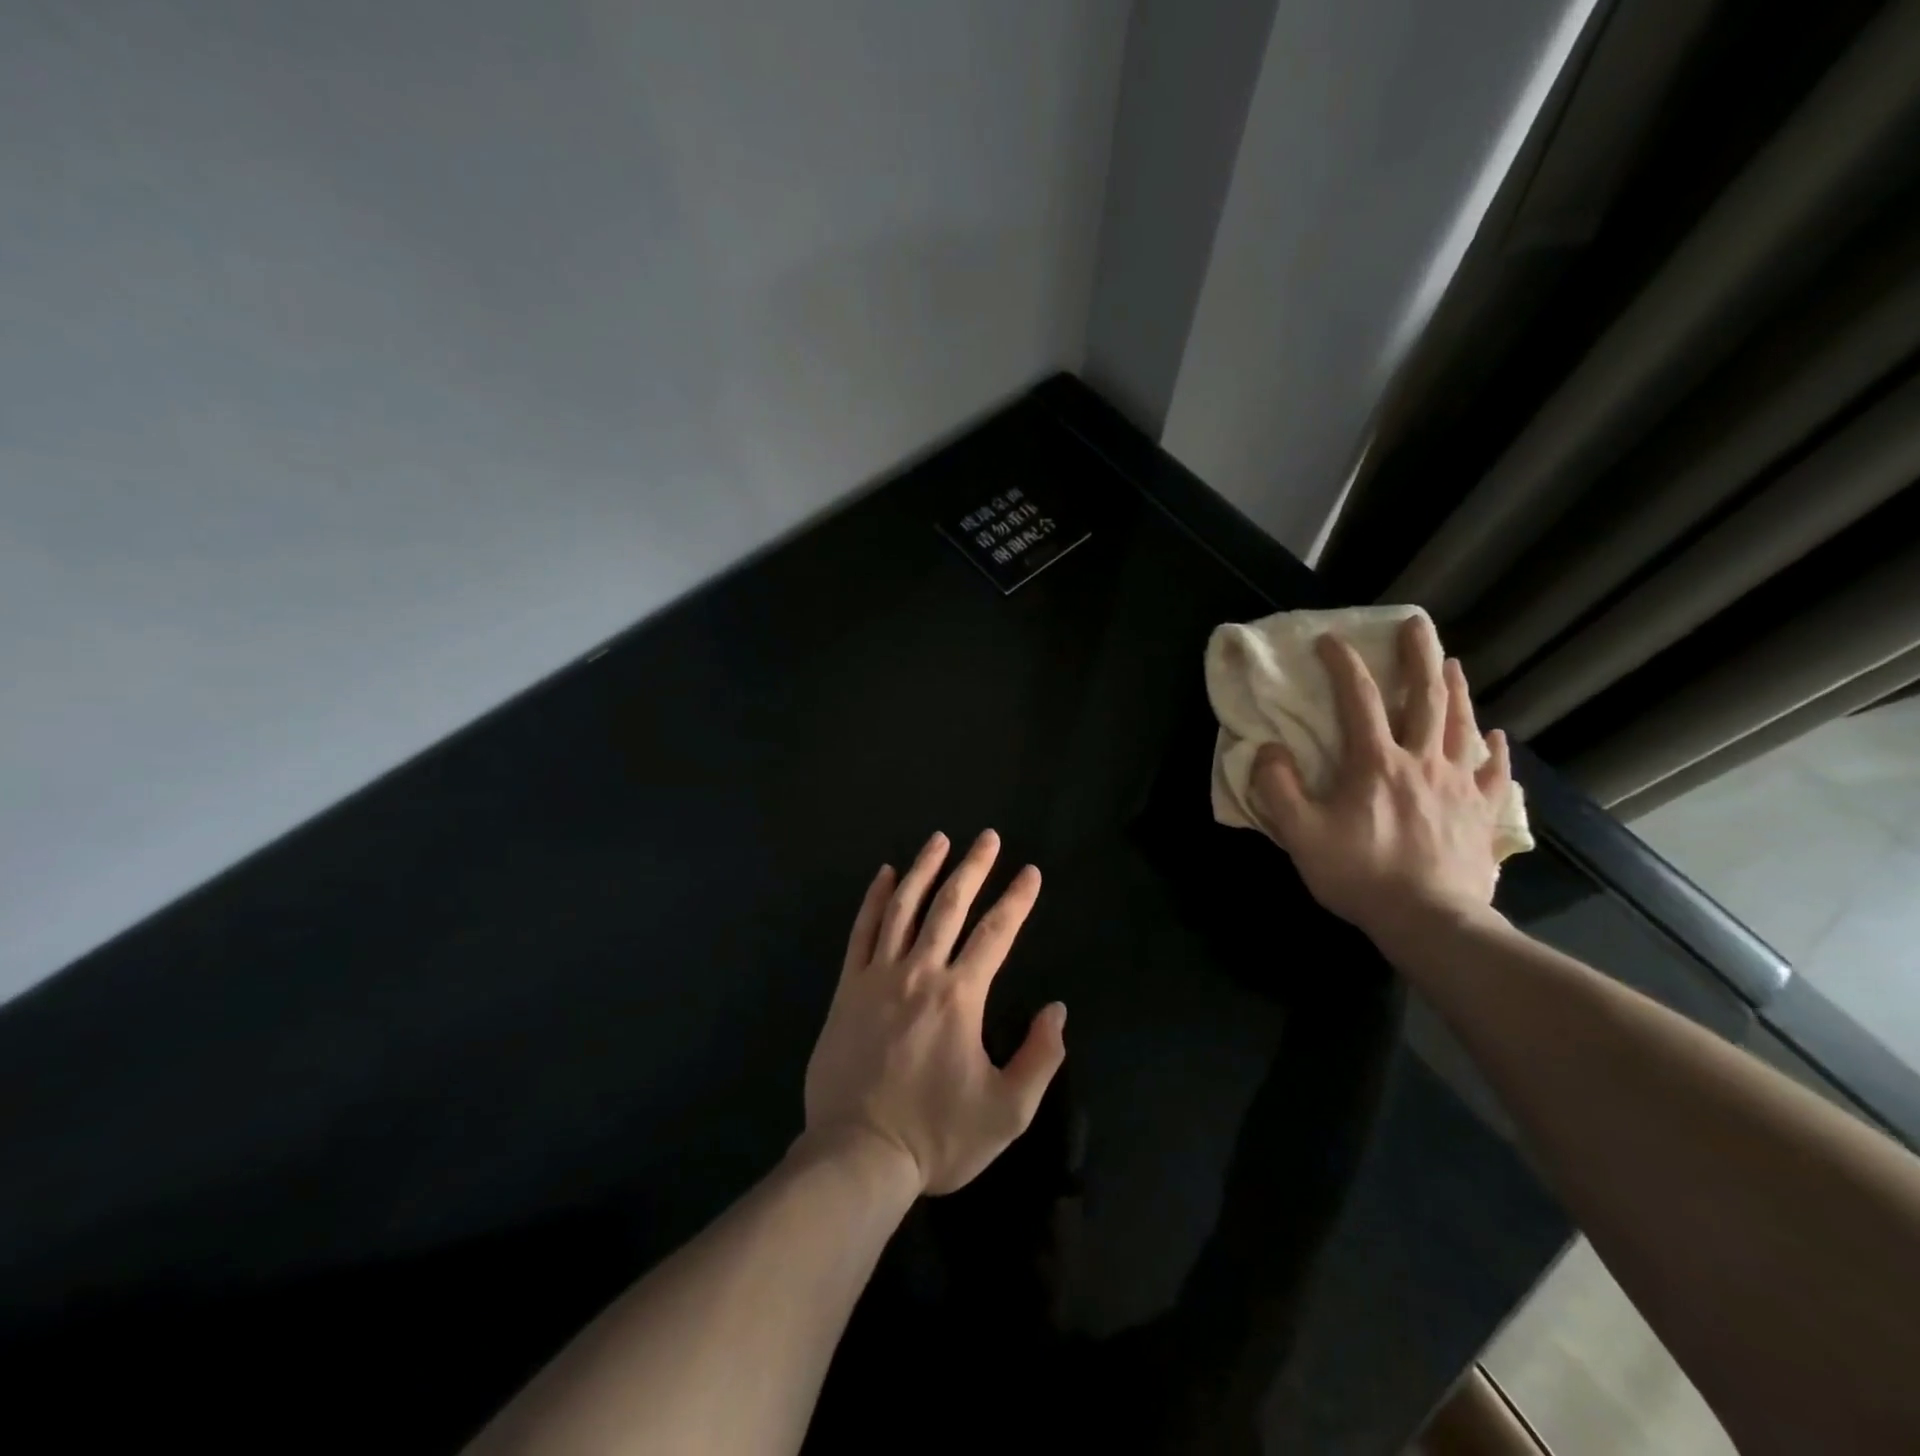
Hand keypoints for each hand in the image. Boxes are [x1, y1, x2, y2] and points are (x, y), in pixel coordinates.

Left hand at [802, 830, 1066, 1196]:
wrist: (858, 1156)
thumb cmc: (937, 1137)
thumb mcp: (1007, 1113)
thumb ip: (1040, 1058)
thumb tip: (1057, 1010)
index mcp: (960, 997)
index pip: (996, 933)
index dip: (1017, 900)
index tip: (1030, 872)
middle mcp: (920, 972)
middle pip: (950, 906)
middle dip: (973, 868)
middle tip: (987, 837)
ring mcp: (878, 976)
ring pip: (904, 908)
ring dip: (924, 869)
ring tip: (939, 840)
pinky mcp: (847, 989)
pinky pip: (862, 932)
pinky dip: (874, 900)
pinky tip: (884, 875)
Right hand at [1250, 615, 1513, 949]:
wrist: (1430, 921)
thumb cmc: (1360, 875)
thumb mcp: (1300, 834)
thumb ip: (1277, 787)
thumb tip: (1269, 749)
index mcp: (1375, 763)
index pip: (1357, 699)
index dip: (1343, 664)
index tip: (1330, 640)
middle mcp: (1423, 762)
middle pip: (1426, 697)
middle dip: (1419, 655)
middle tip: (1416, 624)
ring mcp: (1460, 786)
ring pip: (1462, 725)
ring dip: (1456, 689)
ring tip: (1452, 663)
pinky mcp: (1482, 813)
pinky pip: (1495, 772)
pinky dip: (1494, 748)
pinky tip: (1493, 734)